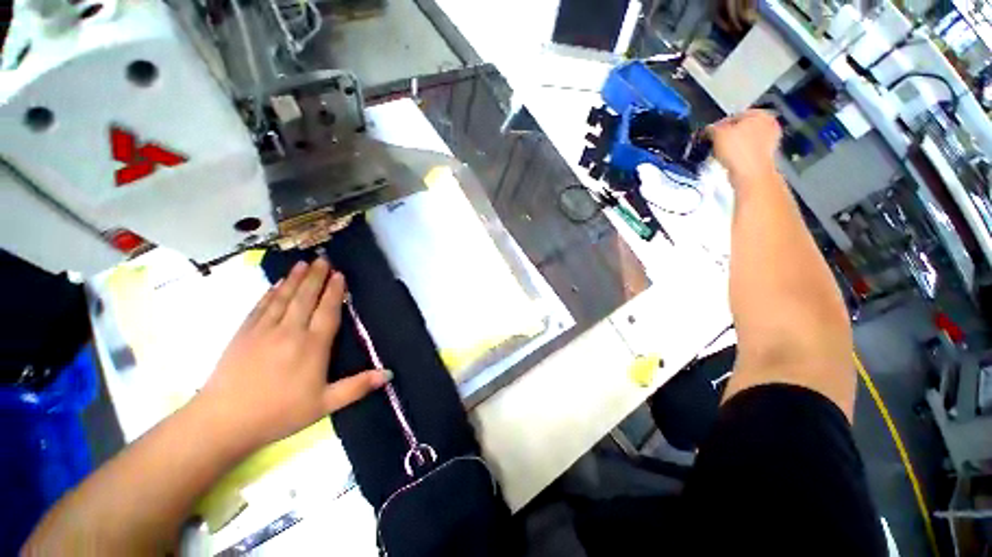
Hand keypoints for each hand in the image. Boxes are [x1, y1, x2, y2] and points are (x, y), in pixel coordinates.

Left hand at [197, 259, 386, 450]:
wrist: (223, 422)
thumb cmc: (279, 413)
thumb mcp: (325, 405)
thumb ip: (357, 386)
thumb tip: (388, 374)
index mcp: (312, 346)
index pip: (327, 311)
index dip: (334, 291)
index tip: (340, 274)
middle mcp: (290, 332)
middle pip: (306, 298)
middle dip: (316, 277)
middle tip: (324, 259)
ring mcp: (264, 330)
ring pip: (284, 297)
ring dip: (295, 279)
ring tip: (304, 263)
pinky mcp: (243, 334)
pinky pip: (261, 306)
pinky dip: (271, 292)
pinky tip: (277, 284)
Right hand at [708, 110, 781, 183]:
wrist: (750, 174)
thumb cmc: (737, 150)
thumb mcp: (718, 134)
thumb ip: (712, 128)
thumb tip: (710, 129)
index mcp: (760, 114)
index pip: (734, 116)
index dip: (720, 125)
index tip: (710, 134)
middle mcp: (769, 125)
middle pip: (741, 128)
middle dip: (727, 135)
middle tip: (715, 143)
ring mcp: (769, 141)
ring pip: (744, 140)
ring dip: (732, 146)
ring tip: (721, 153)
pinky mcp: (764, 156)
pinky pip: (746, 152)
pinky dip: (738, 155)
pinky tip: (730, 160)